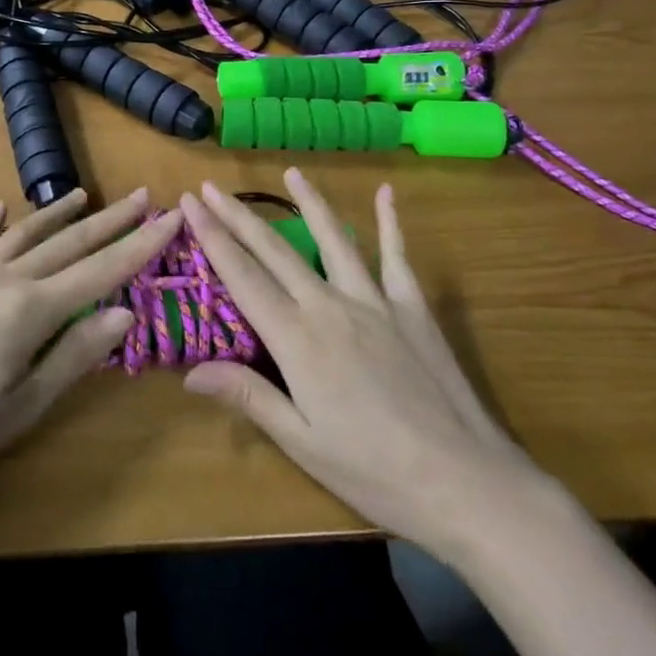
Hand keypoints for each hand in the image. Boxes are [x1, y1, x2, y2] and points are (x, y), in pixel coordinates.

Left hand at [0, 188, 177, 504]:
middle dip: (111, 220)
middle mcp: (5, 278)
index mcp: (31, 309)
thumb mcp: (25, 405)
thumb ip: (76, 354)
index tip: (173, 219)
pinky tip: (5, 207)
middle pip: (69, 242)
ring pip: (26, 233)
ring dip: (60, 214)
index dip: (141, 246)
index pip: (101, 270)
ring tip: (87, 195)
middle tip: (144, 196)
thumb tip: (126, 312)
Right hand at [181, 170, 549, 564]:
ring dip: (309, 203)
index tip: (190, 203)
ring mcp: (374, 301)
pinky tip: (386, 194)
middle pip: (274, 250)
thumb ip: (248, 396)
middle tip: (211, 186)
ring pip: (333, 239)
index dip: (212, 237)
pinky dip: (390, 223)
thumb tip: (189, 371)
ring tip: (291, 172)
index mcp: (296, 338)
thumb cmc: (374, 472)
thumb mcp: (302, 443)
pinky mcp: (411, 308)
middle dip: (238, 216)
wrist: (465, 483)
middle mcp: (329, 306)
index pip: (242, 276)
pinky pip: (396, 257)